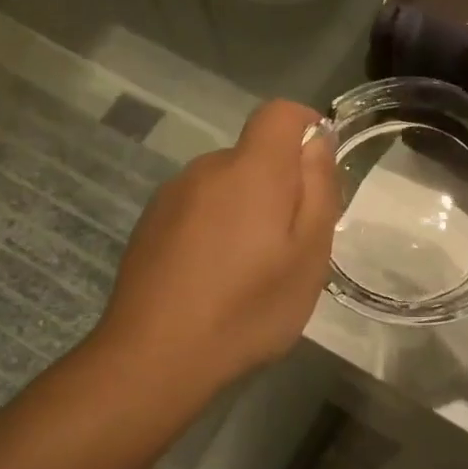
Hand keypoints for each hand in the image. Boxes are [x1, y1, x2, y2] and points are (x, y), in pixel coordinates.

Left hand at [94, 99, 338, 396]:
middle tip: (288, 246)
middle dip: (278, 185)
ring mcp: (172, 195)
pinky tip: (211, 279)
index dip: (305, 126)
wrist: (155, 355)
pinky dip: (214, 229)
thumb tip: (318, 141)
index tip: (317, 169)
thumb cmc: (248, 307)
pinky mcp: (149, 224)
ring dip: (244, 210)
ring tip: (248, 271)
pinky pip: (197, 209)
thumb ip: (318, 188)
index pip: (279, 113)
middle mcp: (207, 168)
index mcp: (252, 169)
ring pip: (225, 185)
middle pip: (253, 155)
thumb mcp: (308, 255)